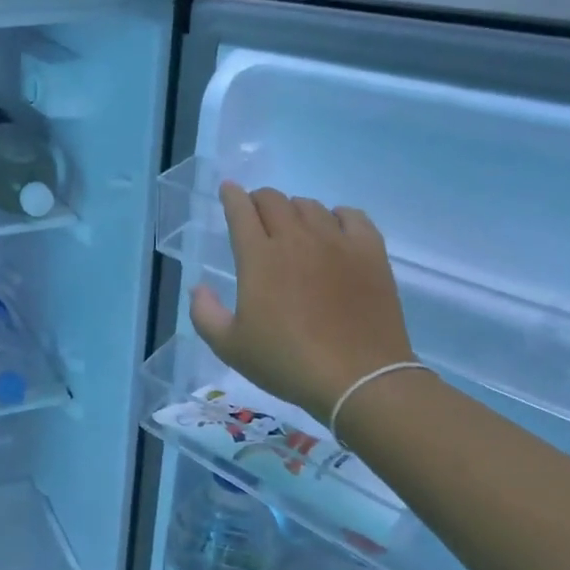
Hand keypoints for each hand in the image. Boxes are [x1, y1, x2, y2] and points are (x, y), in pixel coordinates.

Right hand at [189, 183, 414, 422]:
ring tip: (292, 228)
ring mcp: (336, 242)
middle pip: (274, 200)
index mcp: (259, 257)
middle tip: (256, 215)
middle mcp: (296, 239)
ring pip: (310, 205)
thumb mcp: (229, 347)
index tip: (227, 191)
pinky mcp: (370, 253)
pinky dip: (336, 215)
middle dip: (259, 200)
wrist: (359, 379)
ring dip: (294, 210)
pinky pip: (352, 215)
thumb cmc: (287, 362)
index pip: (241, 209)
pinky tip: (333, 230)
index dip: (231, 196)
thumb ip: (204, 313)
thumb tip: (198, 287)